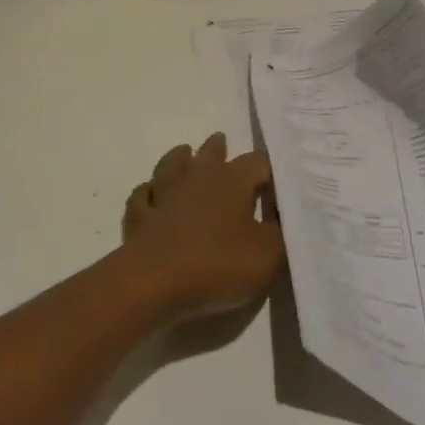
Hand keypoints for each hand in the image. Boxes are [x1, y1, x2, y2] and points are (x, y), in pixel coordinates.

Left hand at [121, 134, 284, 319]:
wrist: (154, 282)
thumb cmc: (218, 263)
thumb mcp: (269, 255)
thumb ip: (282, 233)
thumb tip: (285, 217)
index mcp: (230, 180)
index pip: (258, 163)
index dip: (272, 172)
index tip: (281, 186)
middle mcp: (196, 178)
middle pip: (208, 154)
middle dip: (218, 148)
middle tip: (222, 141)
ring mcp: (163, 195)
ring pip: (170, 166)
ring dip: (179, 159)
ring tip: (183, 153)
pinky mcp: (140, 217)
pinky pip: (143, 197)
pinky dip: (149, 193)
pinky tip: (151, 195)